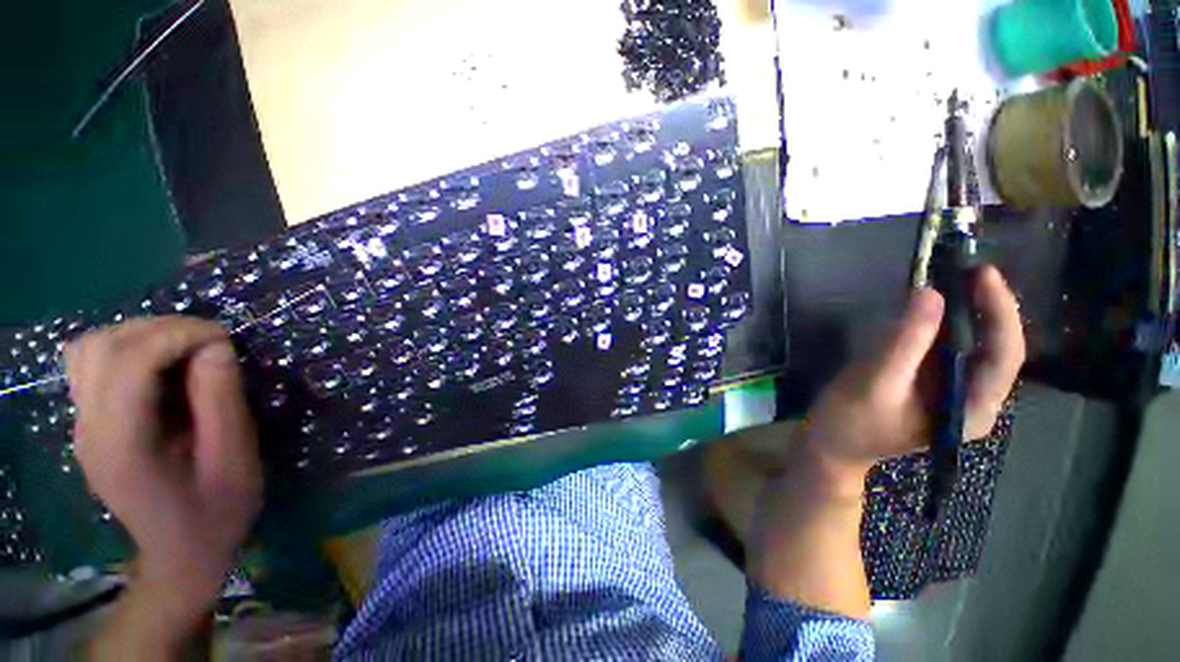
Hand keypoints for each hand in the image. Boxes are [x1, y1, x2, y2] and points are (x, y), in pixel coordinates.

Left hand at [65, 317, 261, 627]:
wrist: (182, 552)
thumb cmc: (217, 510)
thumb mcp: (235, 458)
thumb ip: (221, 400)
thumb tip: (216, 347)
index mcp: (122, 445)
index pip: (128, 362)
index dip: (178, 335)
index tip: (226, 338)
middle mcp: (88, 428)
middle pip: (102, 346)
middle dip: (160, 329)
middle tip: (210, 342)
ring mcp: (82, 425)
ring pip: (89, 348)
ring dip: (140, 335)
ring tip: (185, 350)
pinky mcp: (89, 423)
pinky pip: (92, 364)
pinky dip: (126, 349)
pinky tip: (161, 368)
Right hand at [798, 265, 1024, 491]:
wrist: (831, 444)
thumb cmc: (850, 421)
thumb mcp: (874, 381)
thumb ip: (904, 342)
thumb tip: (931, 293)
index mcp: (971, 410)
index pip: (1003, 356)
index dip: (998, 311)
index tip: (982, 274)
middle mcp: (973, 401)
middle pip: (996, 349)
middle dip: (987, 308)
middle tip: (968, 270)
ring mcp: (954, 394)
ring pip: (975, 347)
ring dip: (968, 313)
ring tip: (955, 280)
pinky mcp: (934, 386)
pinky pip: (950, 350)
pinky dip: (945, 325)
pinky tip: (932, 309)